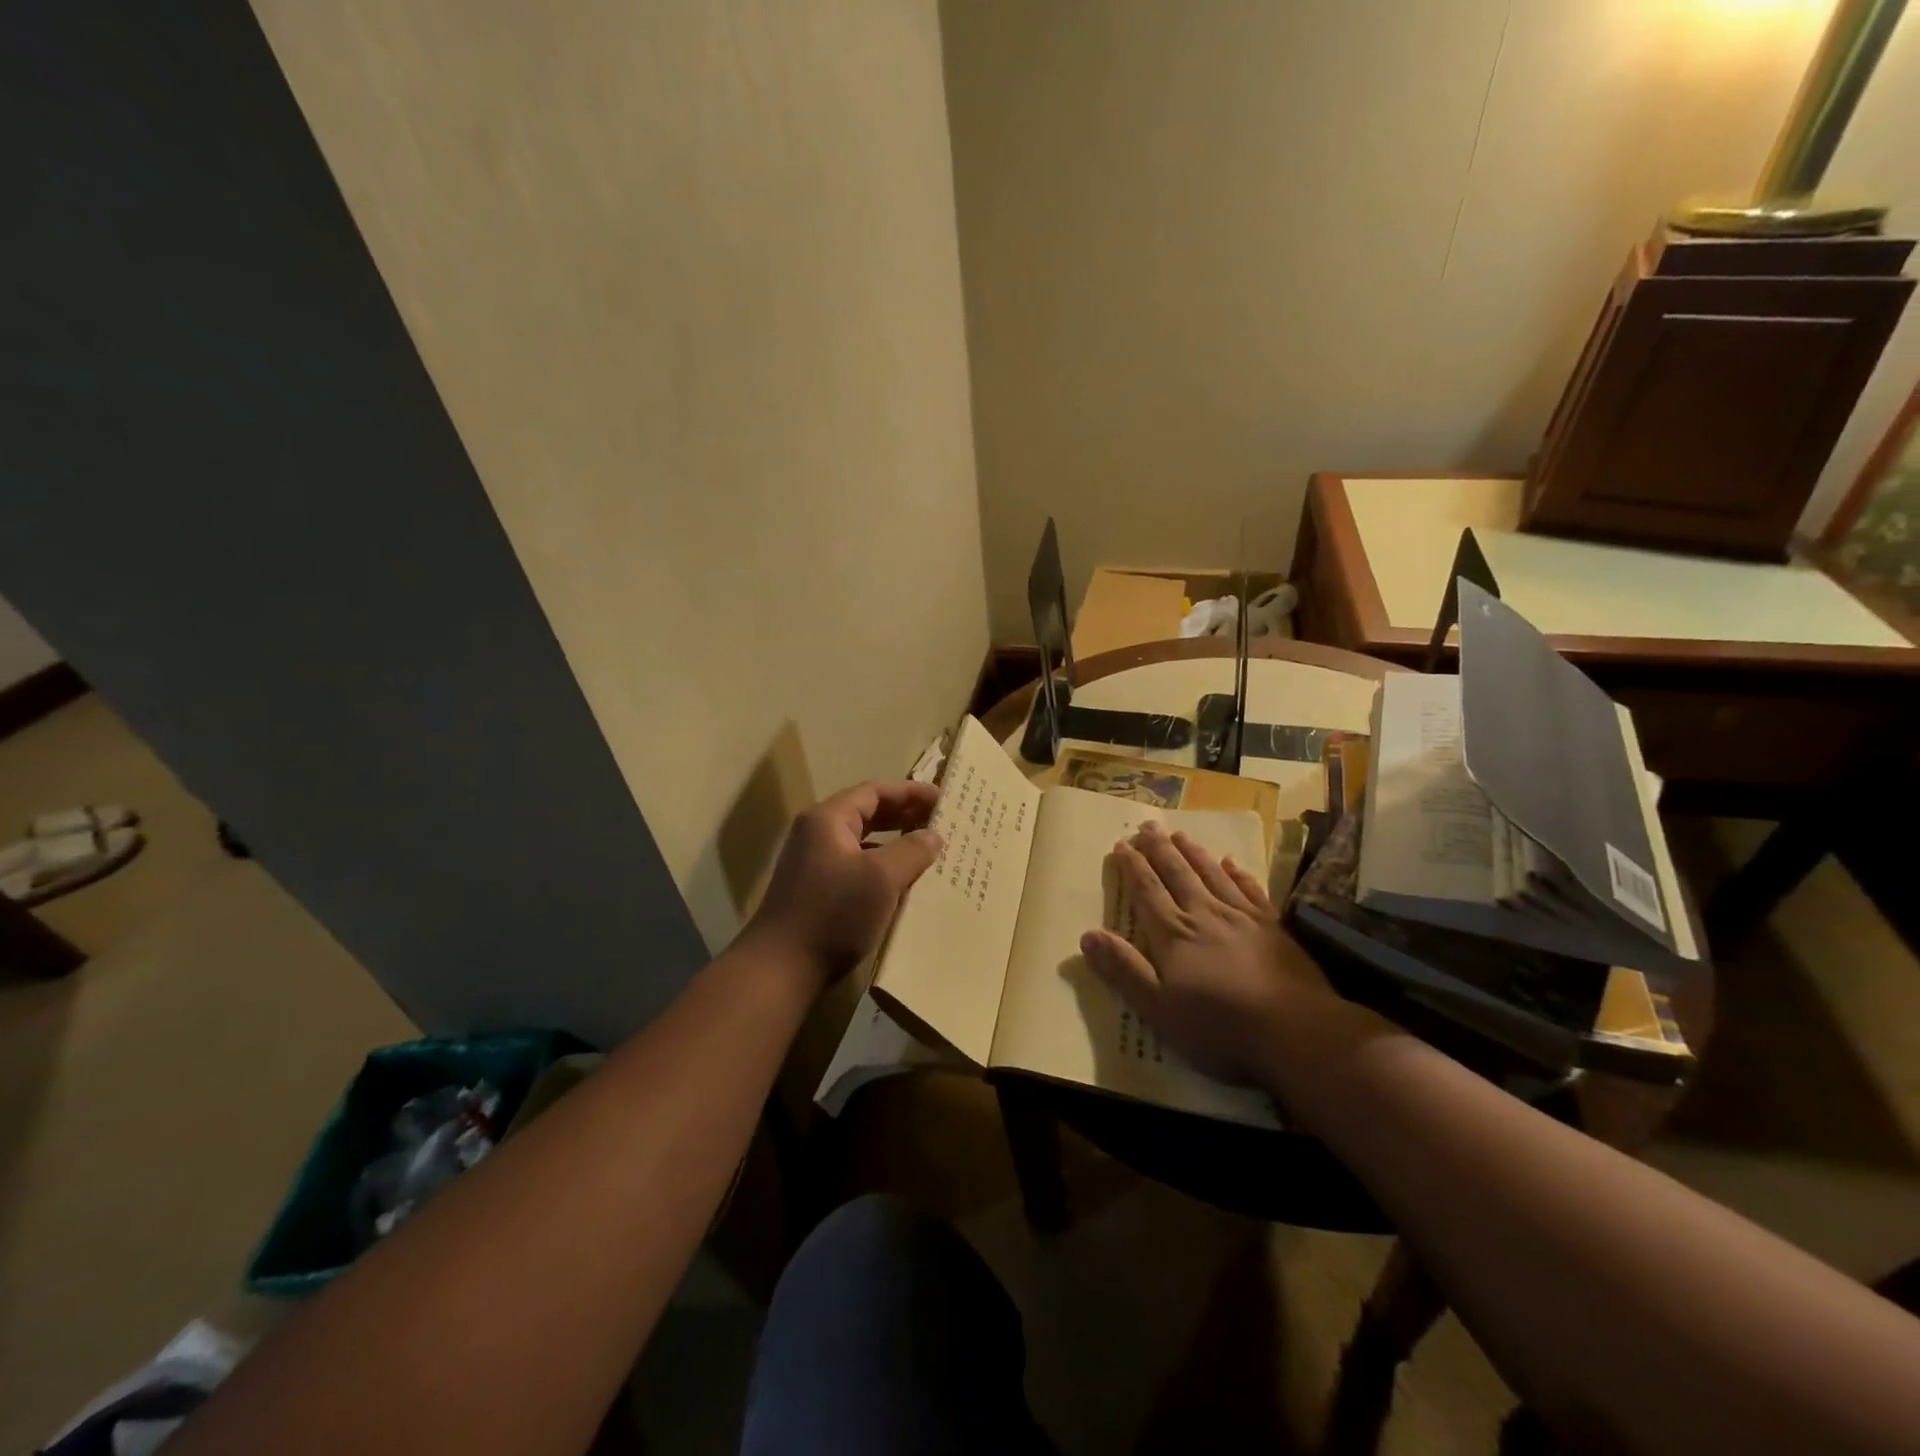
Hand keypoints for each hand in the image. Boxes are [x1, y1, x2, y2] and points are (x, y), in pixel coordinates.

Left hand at [742, 779, 941, 991]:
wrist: (781, 969)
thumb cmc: (833, 913)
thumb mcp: (881, 878)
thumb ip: (911, 850)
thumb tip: (933, 835)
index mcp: (828, 819)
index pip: (874, 791)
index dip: (910, 792)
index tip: (943, 799)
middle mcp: (817, 834)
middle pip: (867, 813)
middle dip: (904, 815)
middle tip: (940, 822)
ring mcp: (814, 864)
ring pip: (863, 842)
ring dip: (895, 843)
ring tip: (929, 851)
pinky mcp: (817, 891)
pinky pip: (857, 867)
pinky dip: (882, 868)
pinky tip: (904, 883)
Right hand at [1080, 821, 1332, 1084]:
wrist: (1296, 1032)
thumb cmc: (1219, 1028)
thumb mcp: (1158, 1009)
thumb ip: (1124, 970)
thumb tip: (1087, 935)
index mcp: (1174, 935)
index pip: (1147, 892)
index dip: (1133, 867)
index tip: (1122, 844)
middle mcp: (1205, 915)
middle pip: (1177, 874)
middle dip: (1160, 850)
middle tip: (1148, 826)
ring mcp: (1242, 918)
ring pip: (1212, 875)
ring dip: (1194, 853)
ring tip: (1180, 835)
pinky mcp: (1273, 928)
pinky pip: (1250, 890)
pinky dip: (1238, 873)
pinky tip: (1231, 862)